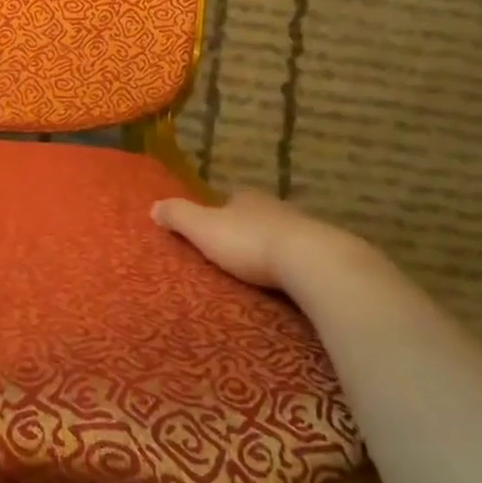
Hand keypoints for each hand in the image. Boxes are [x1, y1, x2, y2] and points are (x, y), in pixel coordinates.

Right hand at [152, 189, 384, 292]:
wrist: (313, 262)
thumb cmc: (250, 242)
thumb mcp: (203, 228)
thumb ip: (178, 216)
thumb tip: (153, 206)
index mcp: (247, 198)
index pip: (230, 201)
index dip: (219, 214)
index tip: (212, 232)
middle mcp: (276, 207)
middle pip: (257, 217)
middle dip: (247, 232)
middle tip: (235, 256)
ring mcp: (306, 229)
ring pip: (283, 236)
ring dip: (273, 250)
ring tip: (261, 274)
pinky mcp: (328, 255)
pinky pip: (305, 258)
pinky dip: (296, 268)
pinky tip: (291, 284)